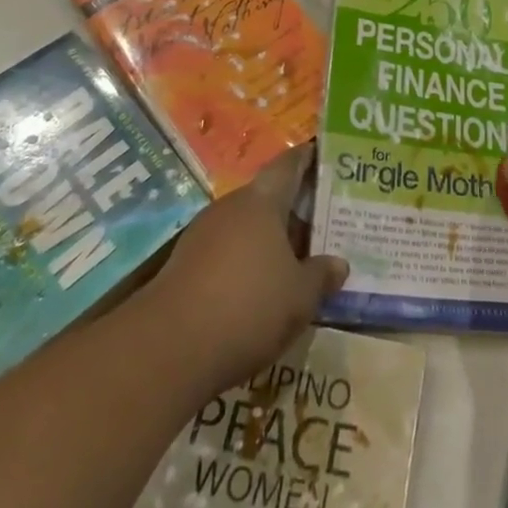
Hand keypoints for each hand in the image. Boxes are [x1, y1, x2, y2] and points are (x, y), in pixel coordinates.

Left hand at [145, 144, 347, 394]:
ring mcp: (202, 235)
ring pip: (245, 227)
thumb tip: (339, 263)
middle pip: (266, 197)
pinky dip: (244, 263)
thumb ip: (321, 275)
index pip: (289, 165)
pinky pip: (225, 253)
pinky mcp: (184, 266)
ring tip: (294, 258)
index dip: (308, 159)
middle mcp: (231, 207)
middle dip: (292, 208)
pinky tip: (258, 288)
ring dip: (267, 239)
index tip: (325, 156)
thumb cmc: (248, 306)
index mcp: (262, 201)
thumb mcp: (299, 297)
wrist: (168, 350)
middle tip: (321, 220)